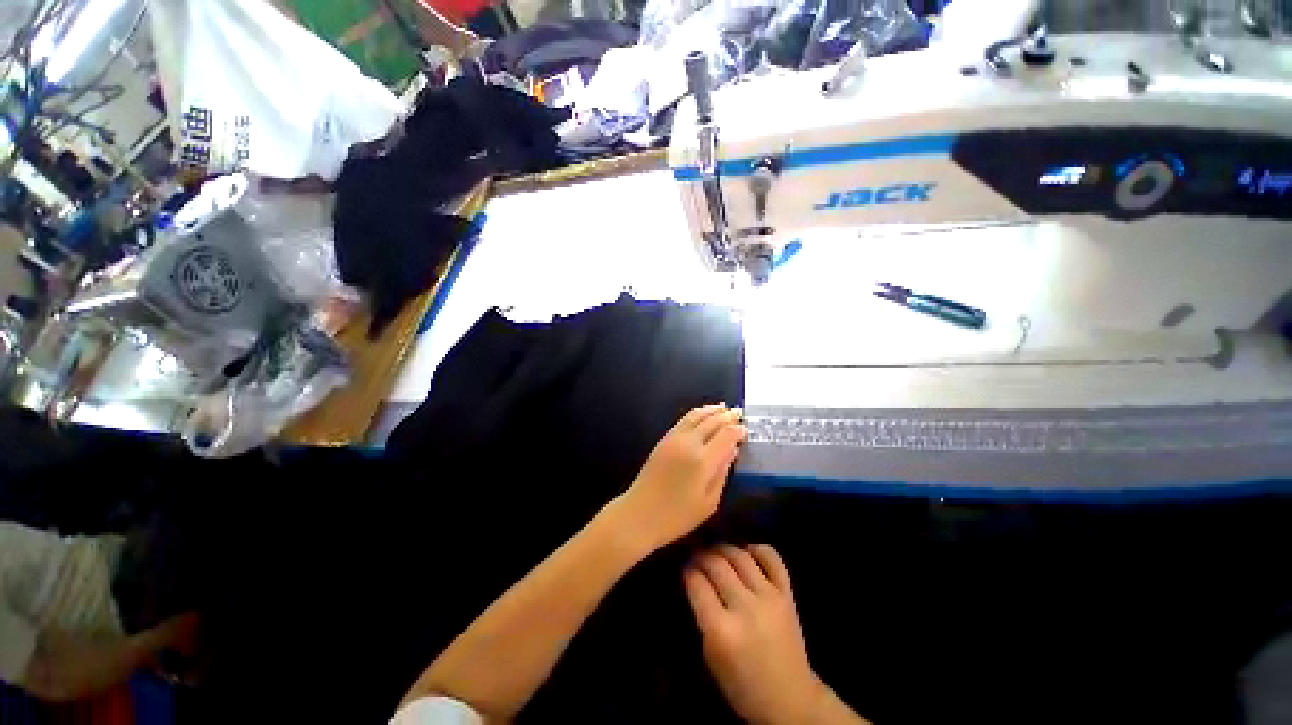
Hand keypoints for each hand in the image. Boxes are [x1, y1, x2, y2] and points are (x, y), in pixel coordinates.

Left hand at [610, 404, 746, 554]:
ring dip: (712, 410)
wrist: (640, 513)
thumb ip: (722, 473)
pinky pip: (684, 420)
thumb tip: (732, 451)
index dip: (738, 430)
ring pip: (696, 416)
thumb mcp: (709, 502)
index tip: (746, 430)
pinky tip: (703, 415)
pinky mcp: (664, 439)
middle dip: (727, 416)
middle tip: (739, 413)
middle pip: (712, 421)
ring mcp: (674, 438)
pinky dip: (697, 414)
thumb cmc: (678, 516)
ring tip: (723, 408)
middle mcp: (689, 443)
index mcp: (703, 460)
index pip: (726, 435)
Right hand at [685, 544, 825, 724]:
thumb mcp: (711, 657)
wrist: (790, 700)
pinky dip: (756, 548)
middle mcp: (746, 608)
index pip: (697, 583)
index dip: (687, 571)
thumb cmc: (742, 685)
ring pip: (739, 555)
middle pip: (716, 564)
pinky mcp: (787, 593)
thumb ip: (702, 616)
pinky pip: (771, 557)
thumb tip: (695, 580)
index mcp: (722, 630)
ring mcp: (769, 597)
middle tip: (696, 558)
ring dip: (723, 549)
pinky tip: (746, 551)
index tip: (684, 569)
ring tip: (716, 553)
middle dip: (701, 556)